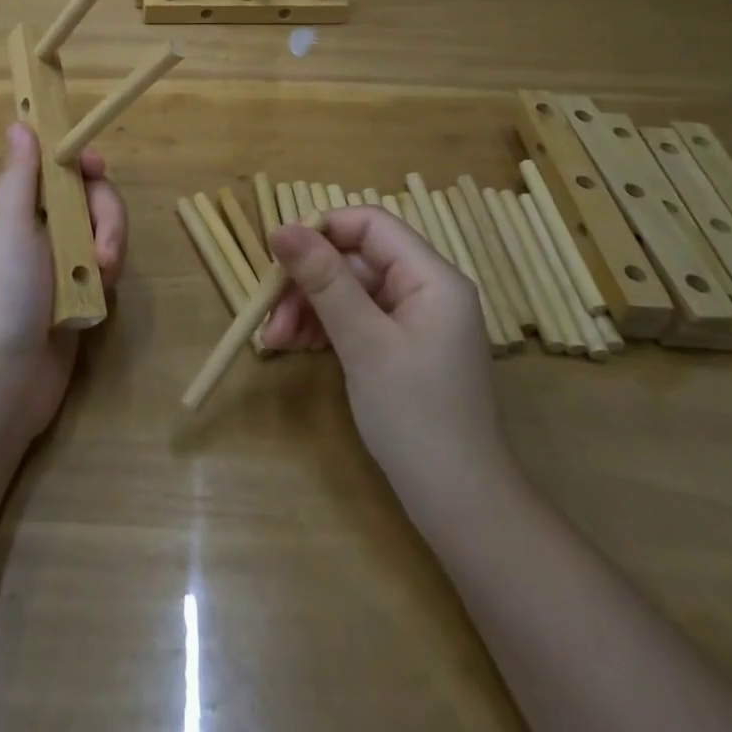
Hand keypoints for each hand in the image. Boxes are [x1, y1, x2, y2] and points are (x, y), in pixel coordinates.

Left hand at [0, 123, 127, 445]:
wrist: (3, 384)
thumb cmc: (1, 296)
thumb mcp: (7, 227)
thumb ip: (18, 175)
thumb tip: (18, 123)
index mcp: (12, 209)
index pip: (53, 167)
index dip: (79, 163)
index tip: (98, 169)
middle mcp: (35, 229)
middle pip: (86, 196)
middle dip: (104, 216)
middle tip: (104, 249)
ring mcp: (57, 262)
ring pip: (101, 230)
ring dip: (109, 248)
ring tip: (102, 279)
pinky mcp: (76, 292)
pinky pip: (104, 265)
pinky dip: (106, 277)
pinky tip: (99, 299)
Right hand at [264, 206, 508, 503]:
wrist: (462, 507)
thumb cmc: (416, 417)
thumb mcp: (363, 342)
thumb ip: (324, 280)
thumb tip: (281, 228)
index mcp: (432, 277)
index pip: (370, 224)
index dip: (321, 230)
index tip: (277, 256)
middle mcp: (426, 289)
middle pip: (355, 259)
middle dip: (308, 282)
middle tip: (269, 315)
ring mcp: (415, 320)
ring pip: (349, 289)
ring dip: (309, 307)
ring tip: (275, 341)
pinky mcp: (402, 348)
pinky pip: (356, 318)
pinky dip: (324, 328)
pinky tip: (296, 346)